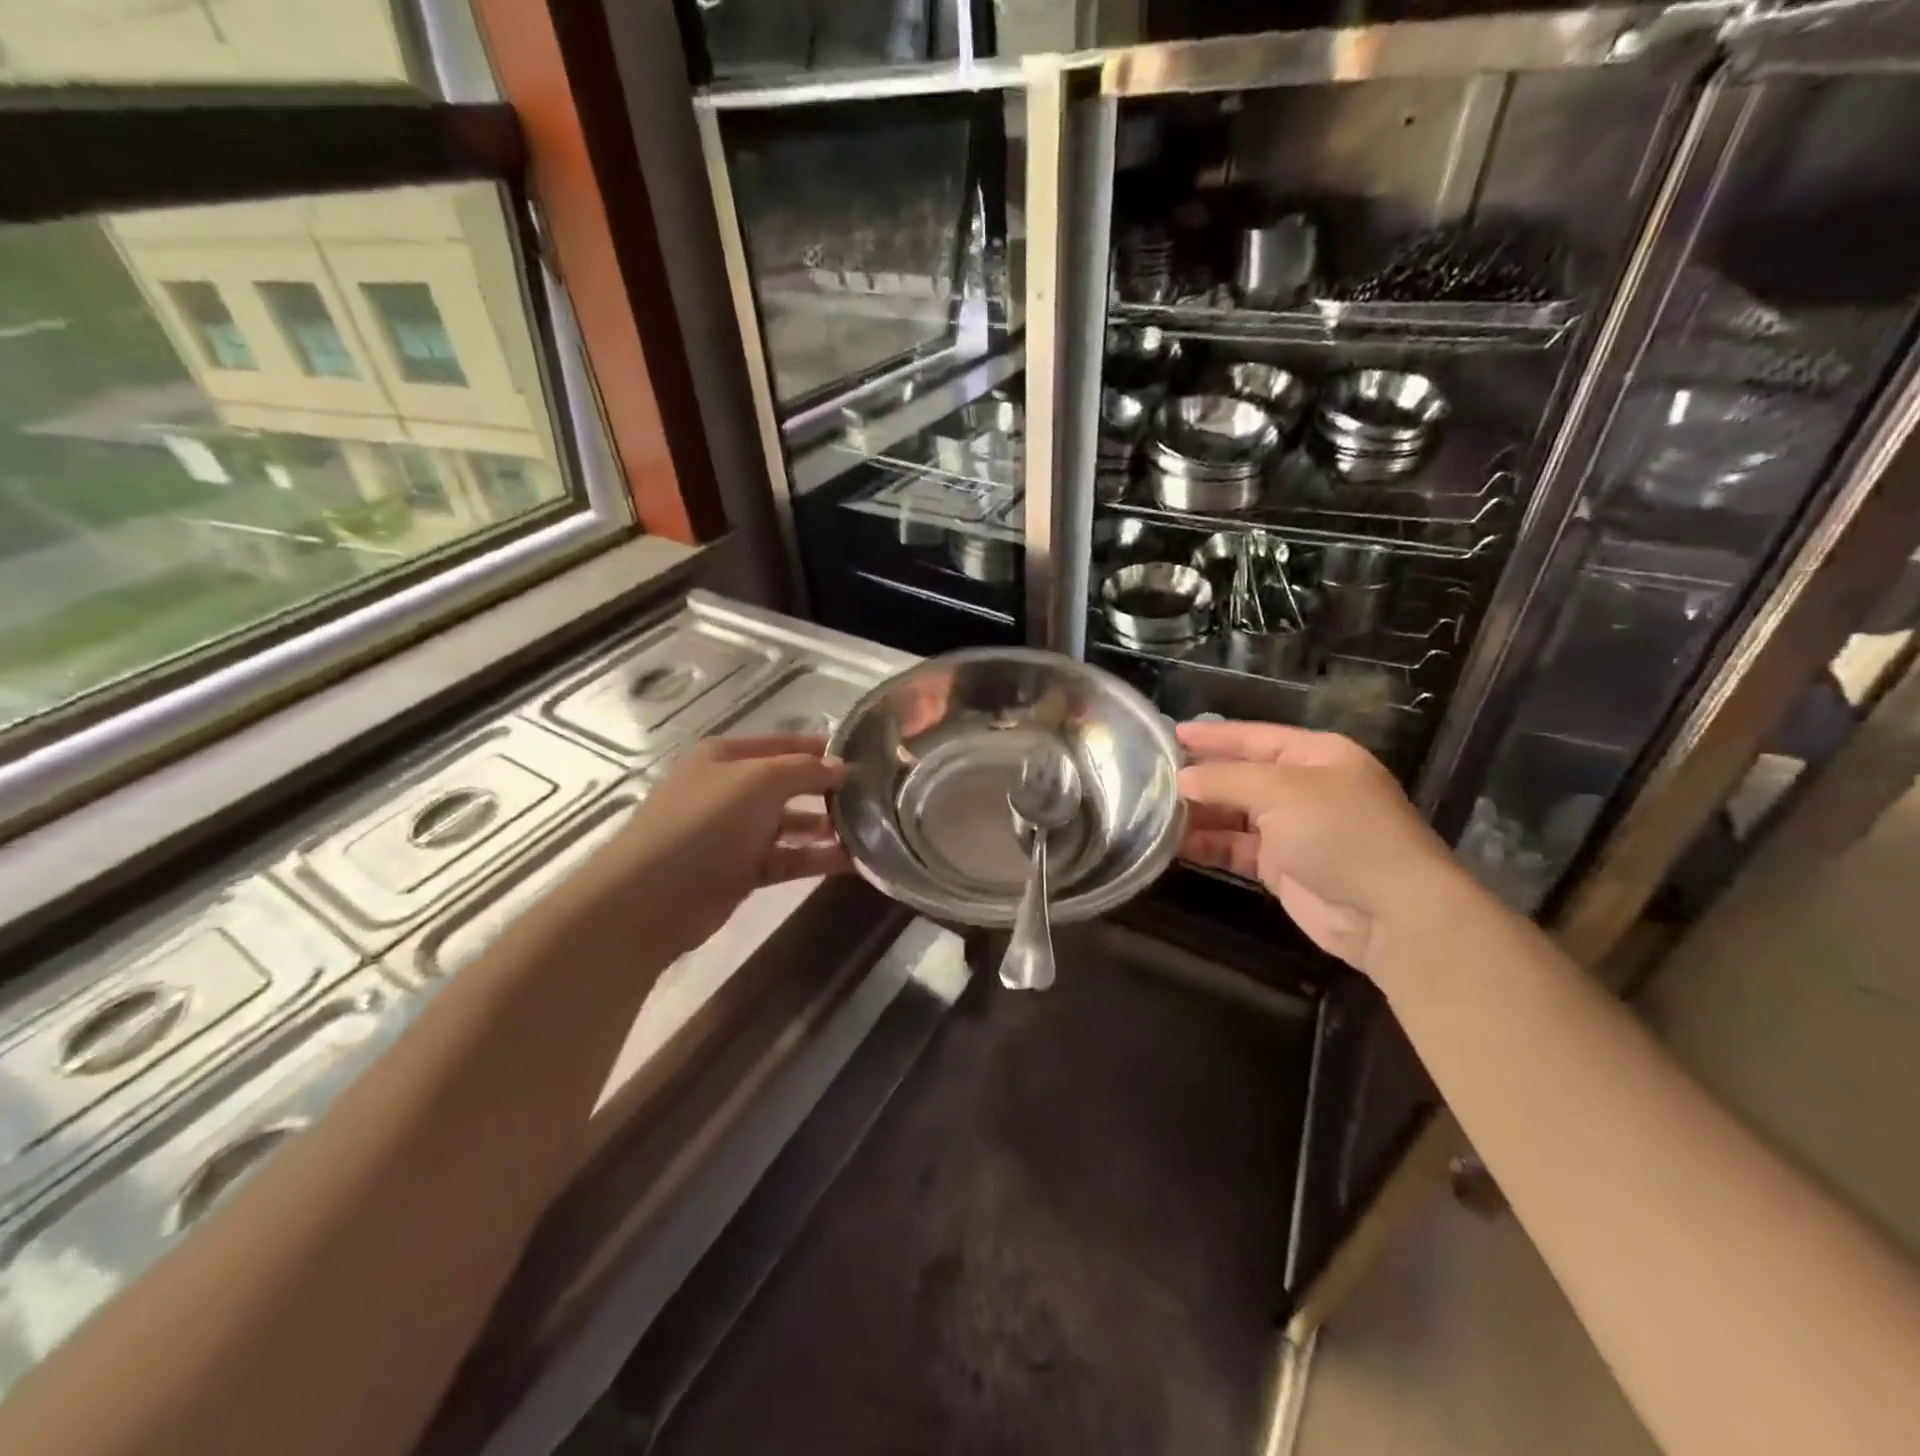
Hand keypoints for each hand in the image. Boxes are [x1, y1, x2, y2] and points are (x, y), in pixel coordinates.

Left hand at [567, 734, 848, 962]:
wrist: (650, 899)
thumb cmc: (703, 824)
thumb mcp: (758, 782)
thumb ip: (804, 770)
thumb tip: (843, 768)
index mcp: (726, 757)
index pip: (785, 743)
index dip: (823, 748)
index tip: (866, 756)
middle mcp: (731, 789)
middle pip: (790, 784)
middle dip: (829, 789)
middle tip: (876, 797)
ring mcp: (735, 832)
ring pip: (792, 824)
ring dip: (827, 827)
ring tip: (871, 830)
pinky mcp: (742, 871)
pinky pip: (788, 858)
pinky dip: (816, 858)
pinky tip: (852, 860)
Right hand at [1177, 720, 1460, 975]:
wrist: (1389, 911)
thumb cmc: (1340, 831)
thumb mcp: (1281, 791)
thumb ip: (1226, 780)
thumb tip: (1181, 779)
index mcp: (1316, 755)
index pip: (1254, 737)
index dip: (1213, 736)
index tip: (1169, 734)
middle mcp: (1304, 788)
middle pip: (1241, 776)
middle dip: (1200, 777)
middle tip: (1151, 776)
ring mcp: (1293, 829)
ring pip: (1234, 814)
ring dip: (1198, 814)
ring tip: (1153, 811)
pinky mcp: (1281, 867)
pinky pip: (1235, 849)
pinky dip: (1208, 845)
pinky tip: (1175, 845)